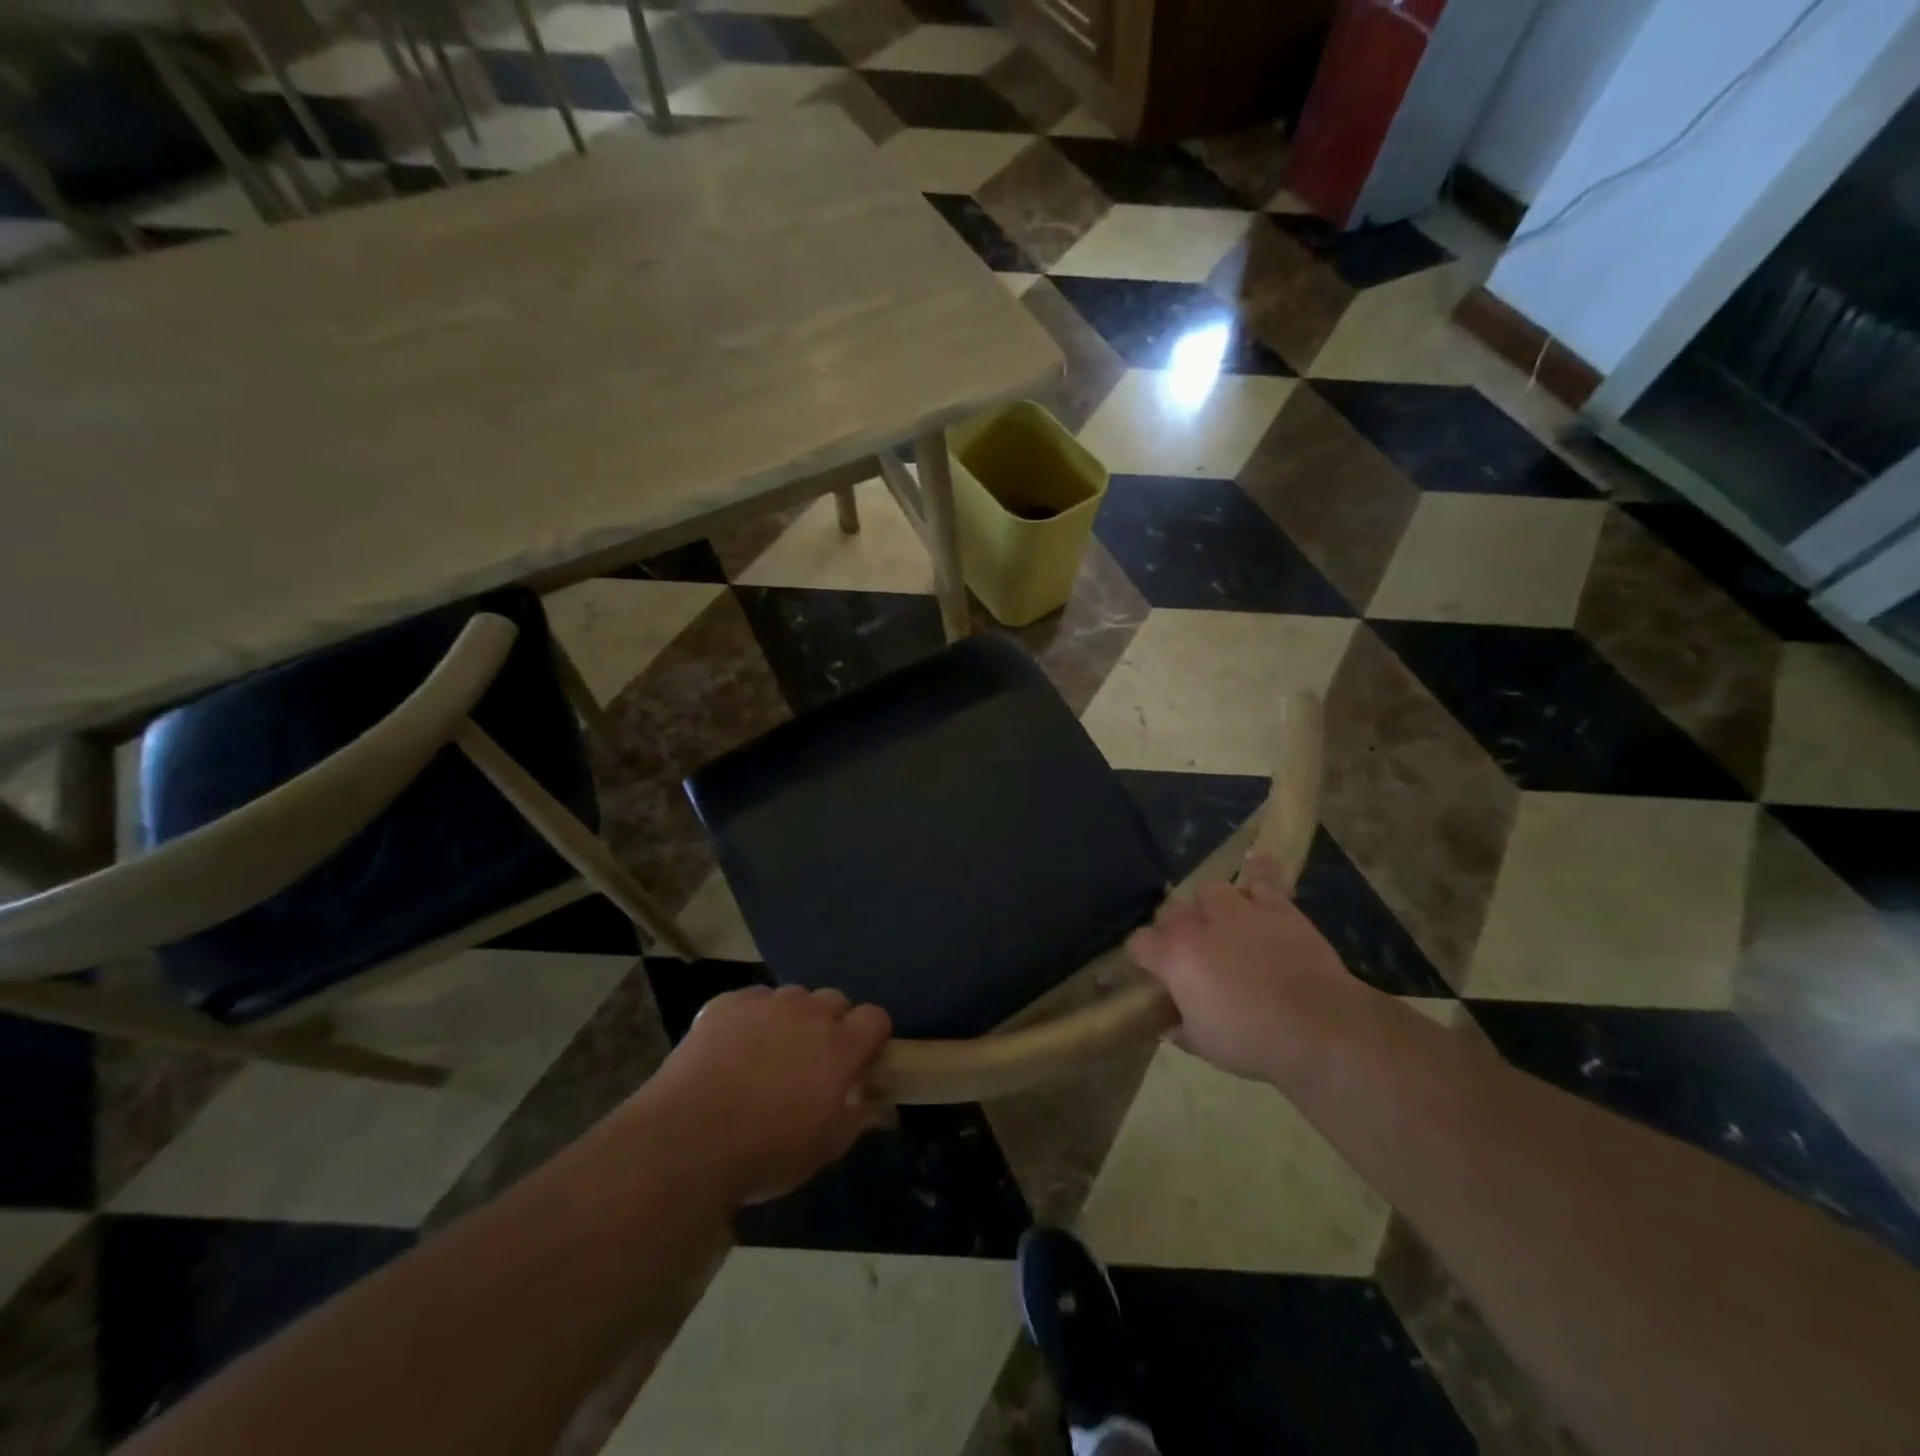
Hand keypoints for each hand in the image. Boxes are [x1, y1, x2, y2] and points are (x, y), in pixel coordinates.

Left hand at [653, 985, 893, 1204]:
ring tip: (769, 1053)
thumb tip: (880, 1105)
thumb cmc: (767, 1151)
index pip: (875, 1018)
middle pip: (834, 1000)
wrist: (688, 1140)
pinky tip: (733, 1049)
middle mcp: (809, 1013)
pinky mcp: (726, 1003)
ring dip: (791, 1018)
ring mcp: (766, 1003)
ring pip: (792, 997)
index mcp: (841, 1046)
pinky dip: (750, 1018)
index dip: (871, 1037)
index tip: (861, 1060)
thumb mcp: (825, 1148)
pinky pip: (751, 1000)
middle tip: (813, 1061)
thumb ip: (859, 1117)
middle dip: (831, 1024)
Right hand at [1127, 853, 1379, 1085]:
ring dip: (1210, 906)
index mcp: (1174, 956)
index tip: (1154, 973)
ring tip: (1222, 924)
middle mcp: (1198, 923)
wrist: (1318, 1027)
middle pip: (1171, 912)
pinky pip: (1261, 876)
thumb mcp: (1202, 1044)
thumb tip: (1168, 1021)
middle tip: (1192, 956)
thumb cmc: (1252, 1041)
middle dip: (1175, 931)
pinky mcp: (1276, 905)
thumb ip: (1179, 1026)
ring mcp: (1238, 909)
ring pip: (1210, 891)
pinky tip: (1255, 870)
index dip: (1144, 958)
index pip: (1139, 943)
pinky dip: (1257, 873)